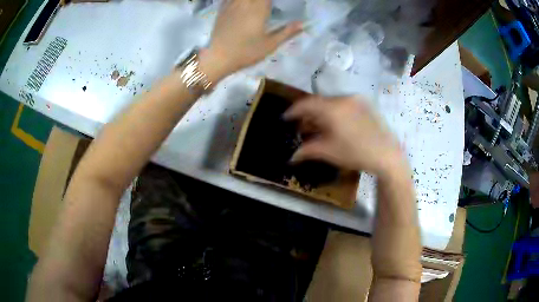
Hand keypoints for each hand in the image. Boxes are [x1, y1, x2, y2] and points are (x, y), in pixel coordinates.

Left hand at [205, 0, 301, 74]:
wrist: (218, 58)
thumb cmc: (246, 52)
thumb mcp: (270, 45)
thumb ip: (287, 32)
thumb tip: (303, 24)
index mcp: (259, 10)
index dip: (272, 0)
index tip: (276, 4)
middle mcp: (245, 3)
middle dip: (263, 0)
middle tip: (268, 5)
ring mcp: (232, 5)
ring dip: (251, 0)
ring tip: (257, 5)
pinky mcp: (222, 9)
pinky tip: (243, 4)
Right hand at [284, 96, 406, 177]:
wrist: (387, 154)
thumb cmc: (355, 153)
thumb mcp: (329, 152)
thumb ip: (307, 150)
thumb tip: (292, 156)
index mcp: (332, 108)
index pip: (306, 104)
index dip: (293, 110)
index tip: (285, 118)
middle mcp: (343, 98)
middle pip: (319, 102)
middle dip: (308, 114)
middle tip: (302, 126)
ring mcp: (356, 100)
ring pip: (331, 103)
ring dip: (321, 113)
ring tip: (318, 127)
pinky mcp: (365, 104)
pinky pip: (343, 104)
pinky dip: (334, 112)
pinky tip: (335, 124)